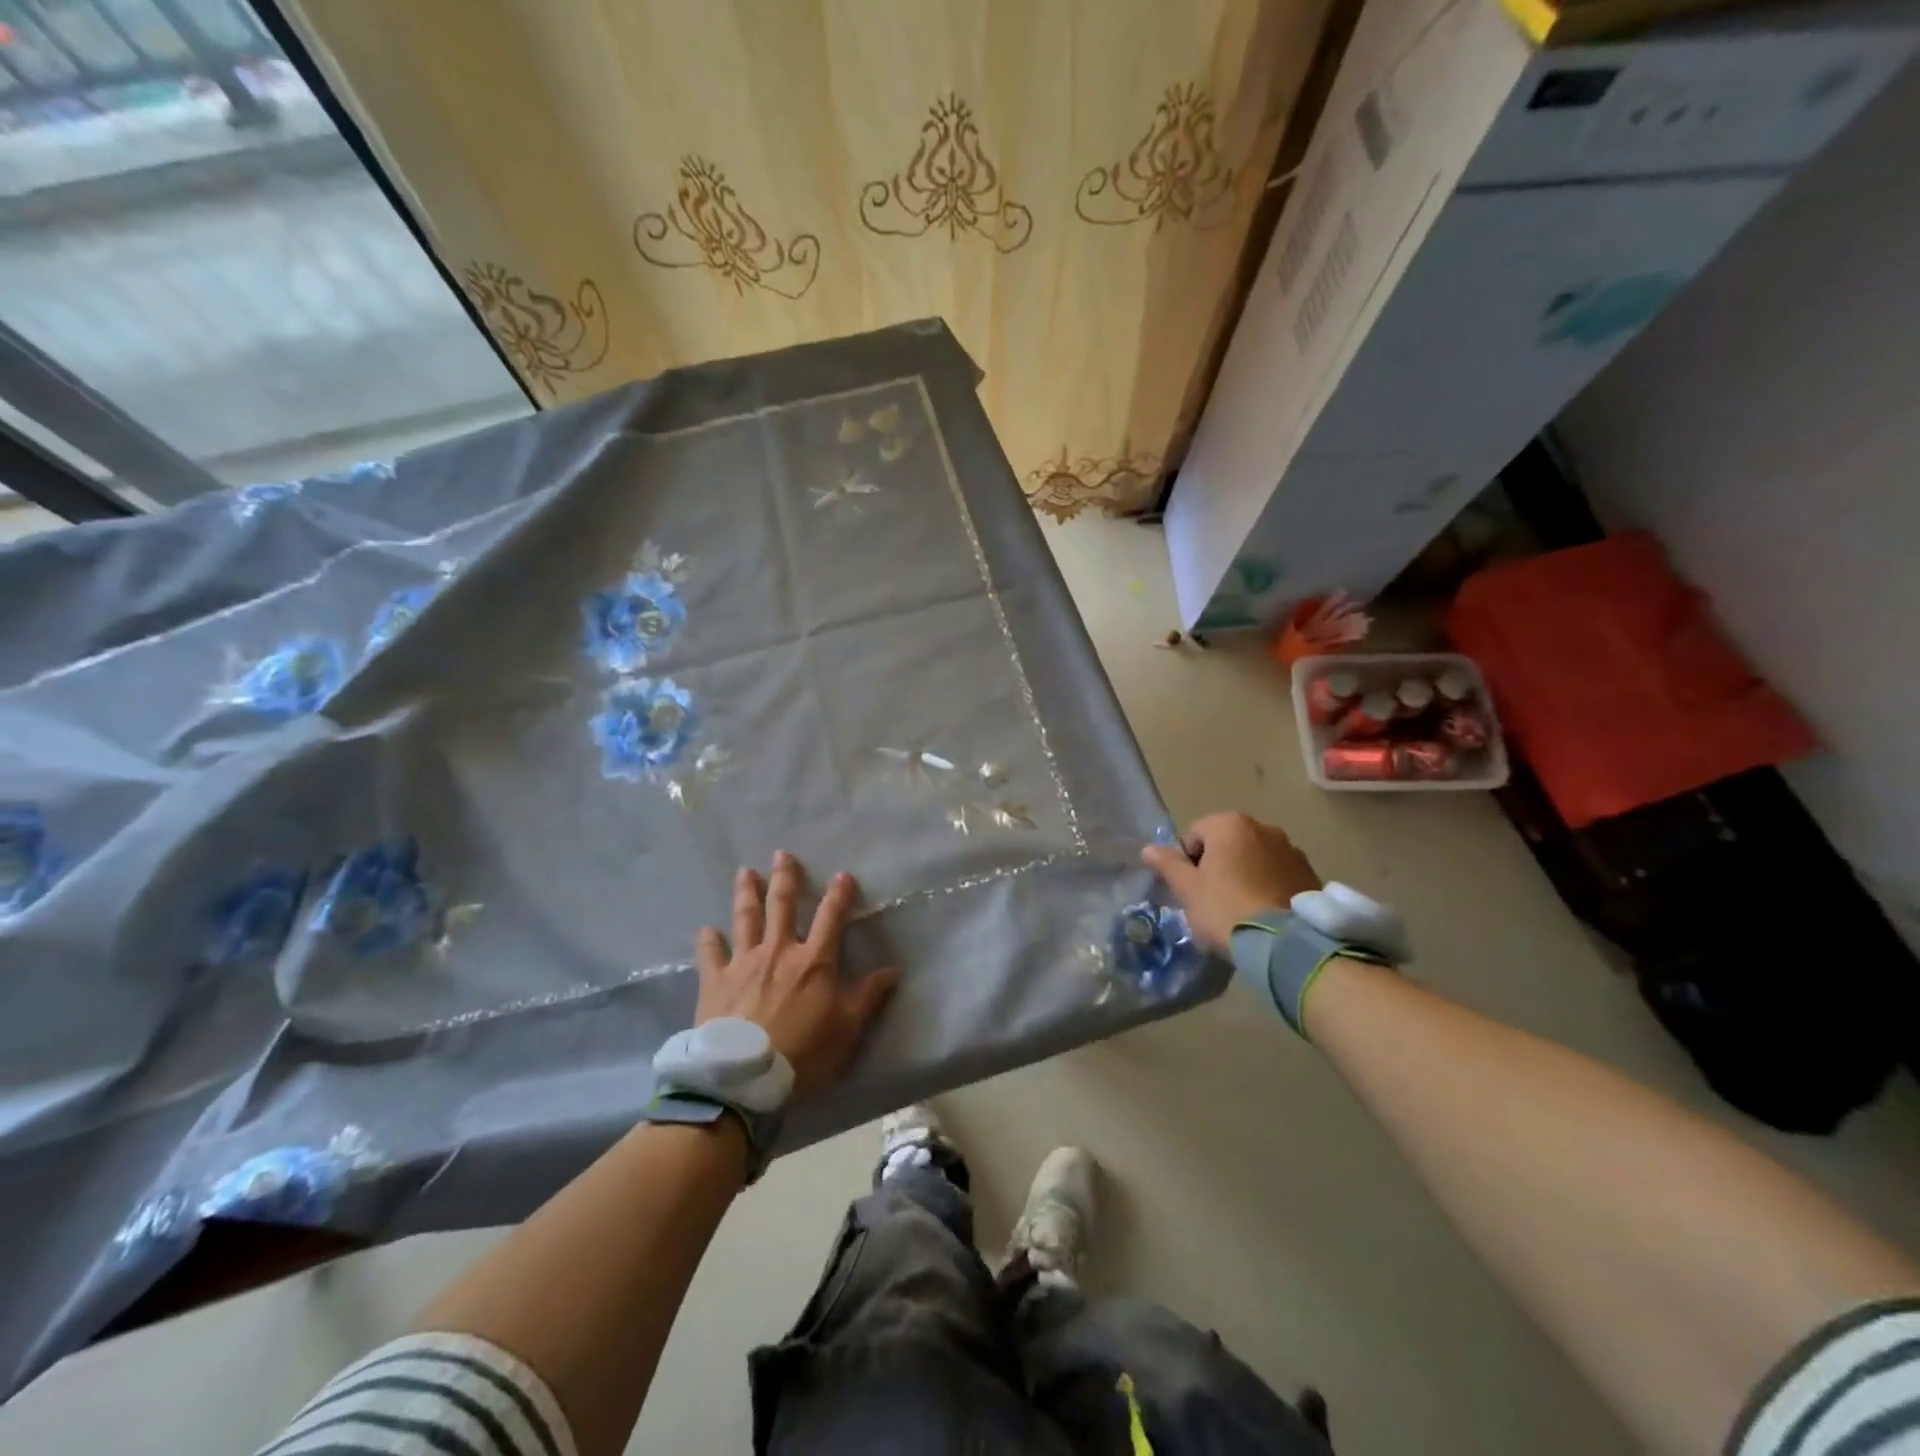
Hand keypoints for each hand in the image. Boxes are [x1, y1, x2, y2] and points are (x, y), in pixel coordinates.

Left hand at [694, 851, 898, 1101]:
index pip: (832, 917)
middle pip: (782, 905)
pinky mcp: (715, 981)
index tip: (843, 875)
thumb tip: (893, 970)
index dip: (839, 894)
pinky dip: (709, 940)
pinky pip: (710, 954)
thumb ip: (868, 996)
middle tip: (781, 854)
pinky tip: (706, 929)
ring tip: (745, 872)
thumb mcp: (847, 1029)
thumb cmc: (804, 1053)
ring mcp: (744, 963)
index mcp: (814, 961)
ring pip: (746, 919)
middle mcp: (779, 951)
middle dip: (785, 878)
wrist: (744, 1077)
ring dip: (747, 893)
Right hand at [1141, 812, 1321, 950]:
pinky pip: (1278, 873)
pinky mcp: (1310, 873)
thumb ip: (1168, 864)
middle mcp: (1263, 827)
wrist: (1284, 943)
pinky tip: (1265, 911)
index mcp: (1229, 824)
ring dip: (1246, 873)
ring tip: (1242, 908)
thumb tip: (1148, 848)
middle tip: (1214, 899)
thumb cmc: (1225, 908)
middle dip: (1219, 865)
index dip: (1188, 862)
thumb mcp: (1187, 889)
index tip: (1192, 889)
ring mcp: (1291, 850)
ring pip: (1255, 857)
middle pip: (1227, 843)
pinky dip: (1269, 885)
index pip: (1195, 834)